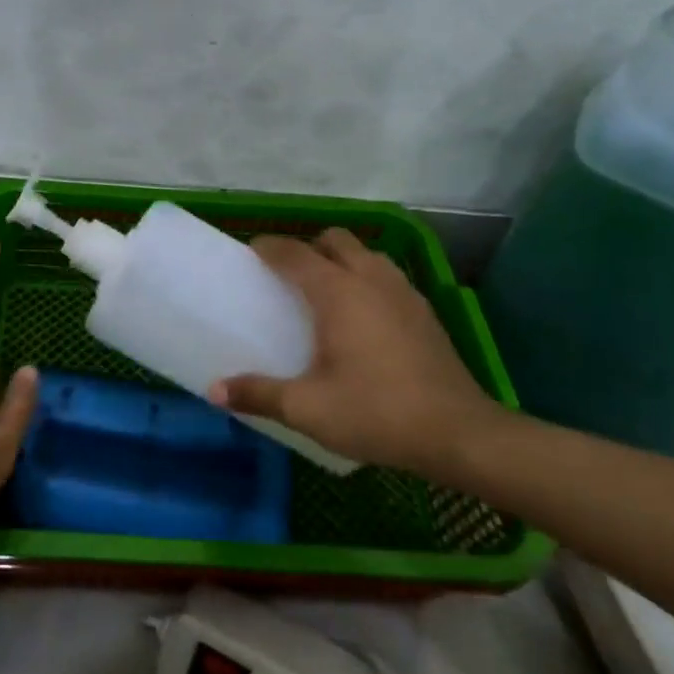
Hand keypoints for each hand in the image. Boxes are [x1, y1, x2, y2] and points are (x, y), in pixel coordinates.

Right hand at [208, 228, 500, 474]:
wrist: (460, 434)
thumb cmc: (377, 413)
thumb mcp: (308, 409)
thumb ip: (259, 394)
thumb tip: (214, 391)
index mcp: (338, 292)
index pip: (294, 252)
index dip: (268, 247)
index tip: (250, 254)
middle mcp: (371, 279)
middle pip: (335, 240)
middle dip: (308, 247)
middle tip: (288, 277)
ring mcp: (404, 292)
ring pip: (366, 254)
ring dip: (342, 261)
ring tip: (325, 293)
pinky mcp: (425, 312)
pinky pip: (387, 277)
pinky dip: (367, 280)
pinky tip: (363, 318)